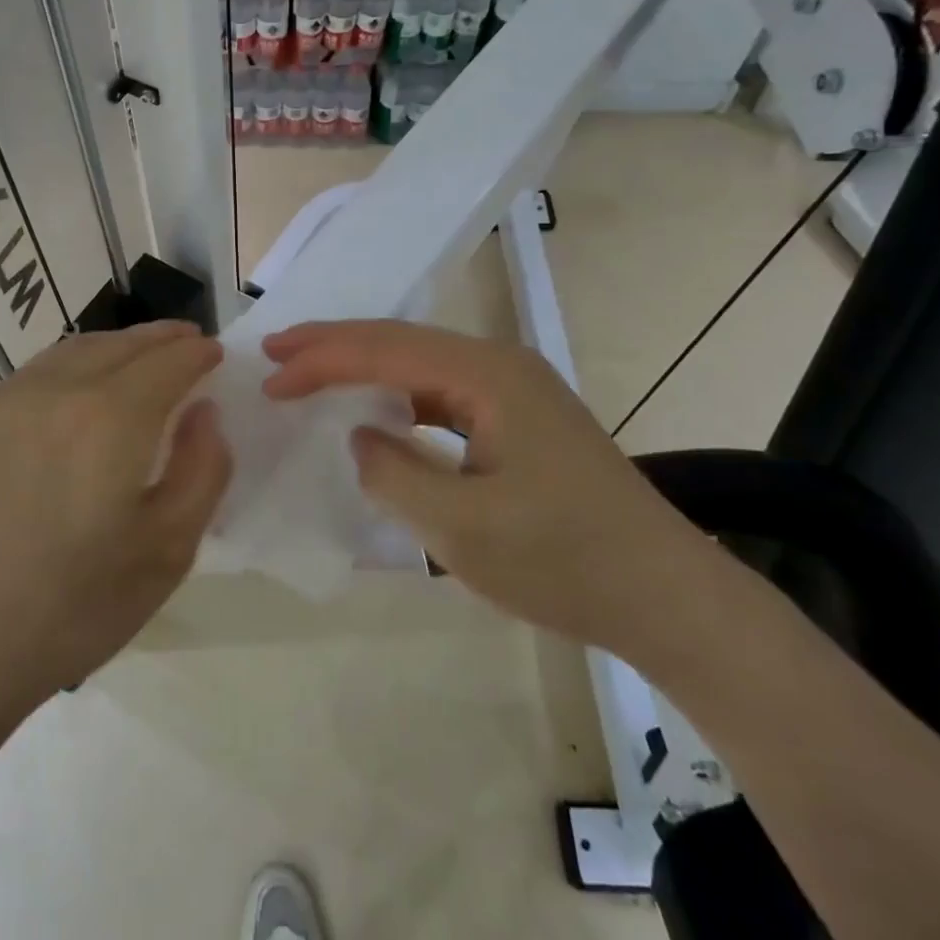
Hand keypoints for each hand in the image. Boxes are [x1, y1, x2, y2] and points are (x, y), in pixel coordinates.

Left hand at [0, 321, 227, 731]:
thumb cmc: (75, 608)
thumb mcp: (169, 550)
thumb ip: (202, 469)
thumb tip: (204, 412)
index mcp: (109, 419)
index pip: (166, 362)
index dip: (196, 354)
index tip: (216, 354)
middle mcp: (54, 391)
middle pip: (120, 346)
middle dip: (161, 340)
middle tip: (187, 342)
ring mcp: (3, 401)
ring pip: (74, 351)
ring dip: (117, 347)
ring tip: (141, 357)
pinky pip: (35, 374)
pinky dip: (73, 366)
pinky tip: (81, 390)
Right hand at [263, 320, 699, 649]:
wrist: (668, 598)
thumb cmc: (564, 562)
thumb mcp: (462, 529)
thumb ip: (394, 474)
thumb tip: (361, 437)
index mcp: (489, 374)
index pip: (386, 349)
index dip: (322, 360)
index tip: (271, 378)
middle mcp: (501, 364)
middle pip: (402, 341)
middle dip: (335, 346)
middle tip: (277, 353)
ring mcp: (515, 389)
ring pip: (422, 362)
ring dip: (365, 366)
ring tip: (311, 372)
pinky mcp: (521, 417)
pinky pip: (444, 391)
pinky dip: (399, 395)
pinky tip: (378, 410)